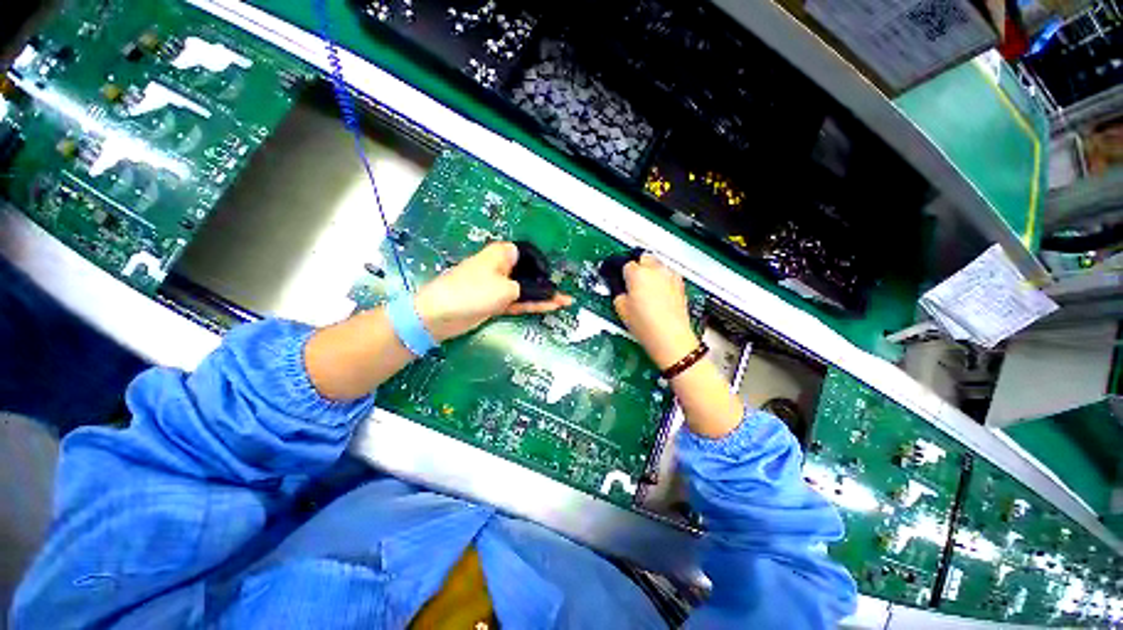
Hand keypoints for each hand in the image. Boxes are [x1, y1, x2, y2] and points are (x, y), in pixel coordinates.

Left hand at [414, 242, 572, 341]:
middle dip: (546, 284)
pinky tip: (549, 307)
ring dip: (542, 297)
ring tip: (565, 303)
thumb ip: (531, 290)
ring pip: (525, 289)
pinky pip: (518, 301)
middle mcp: (501, 267)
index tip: (552, 278)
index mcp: (502, 254)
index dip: (542, 265)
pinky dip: (532, 305)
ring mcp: (498, 286)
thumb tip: (548, 293)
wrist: (440, 314)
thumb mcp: (507, 289)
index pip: (528, 254)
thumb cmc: (473, 292)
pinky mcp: (495, 302)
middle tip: (564, 296)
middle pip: (529, 274)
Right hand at [613, 254, 698, 369]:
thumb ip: (618, 291)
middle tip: (631, 280)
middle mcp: (655, 269)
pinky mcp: (680, 284)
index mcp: (637, 273)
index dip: (619, 271)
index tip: (617, 277)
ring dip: (650, 270)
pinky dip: (661, 278)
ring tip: (645, 288)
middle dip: (636, 265)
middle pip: (642, 257)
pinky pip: (667, 274)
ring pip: (657, 264)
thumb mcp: (620, 308)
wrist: (670, 337)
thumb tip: (620, 288)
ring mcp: (670, 276)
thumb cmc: (646, 325)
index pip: (624, 263)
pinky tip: (657, 293)